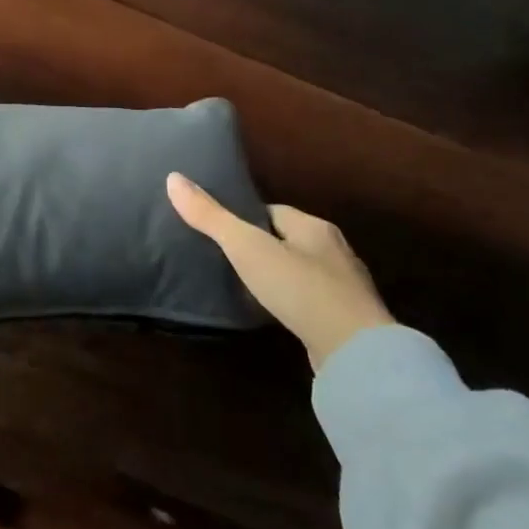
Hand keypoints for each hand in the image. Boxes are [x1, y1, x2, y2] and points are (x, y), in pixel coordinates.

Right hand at [166, 173, 393, 370]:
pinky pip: (311, 303)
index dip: (246, 219)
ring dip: (278, 278)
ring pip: (302, 272)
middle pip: (289, 240)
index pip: (274, 212)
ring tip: (246, 288)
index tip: (221, 232)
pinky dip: (292, 304)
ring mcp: (344, 289)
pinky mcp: (346, 322)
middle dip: (262, 248)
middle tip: (228, 259)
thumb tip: (173, 177)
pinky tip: (275, 314)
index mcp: (314, 227)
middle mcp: (335, 251)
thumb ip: (211, 216)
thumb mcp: (246, 247)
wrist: (355, 351)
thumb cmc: (299, 287)